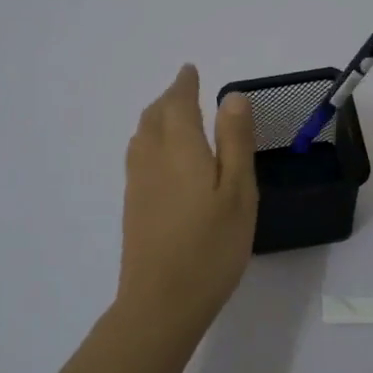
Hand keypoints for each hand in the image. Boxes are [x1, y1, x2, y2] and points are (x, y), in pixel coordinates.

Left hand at [116, 65, 258, 329]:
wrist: (161, 302)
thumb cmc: (211, 245)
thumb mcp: (238, 191)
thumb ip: (235, 141)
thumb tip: (231, 96)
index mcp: (179, 147)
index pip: (177, 102)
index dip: (184, 84)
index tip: (190, 70)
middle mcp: (151, 158)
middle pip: (154, 116)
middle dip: (169, 98)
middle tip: (185, 91)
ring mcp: (138, 183)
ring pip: (142, 135)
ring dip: (157, 117)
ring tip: (174, 117)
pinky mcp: (133, 206)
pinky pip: (138, 156)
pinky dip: (150, 141)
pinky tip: (162, 158)